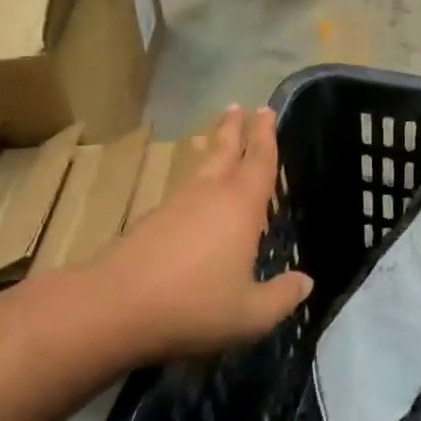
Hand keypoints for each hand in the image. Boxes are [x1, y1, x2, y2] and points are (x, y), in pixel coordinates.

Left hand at [95, 106, 311, 362]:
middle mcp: (209, 195)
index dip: (265, 135)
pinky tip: (189, 193)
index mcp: (240, 206)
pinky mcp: (151, 221)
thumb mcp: (250, 313)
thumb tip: (306, 282)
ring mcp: (176, 205)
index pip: (259, 161)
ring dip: (207, 148)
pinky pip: (180, 189)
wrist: (113, 308)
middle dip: (233, 129)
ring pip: (198, 167)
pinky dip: (189, 179)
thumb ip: (281, 297)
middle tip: (238, 106)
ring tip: (208, 136)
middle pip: (224, 151)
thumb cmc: (193, 305)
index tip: (266, 110)